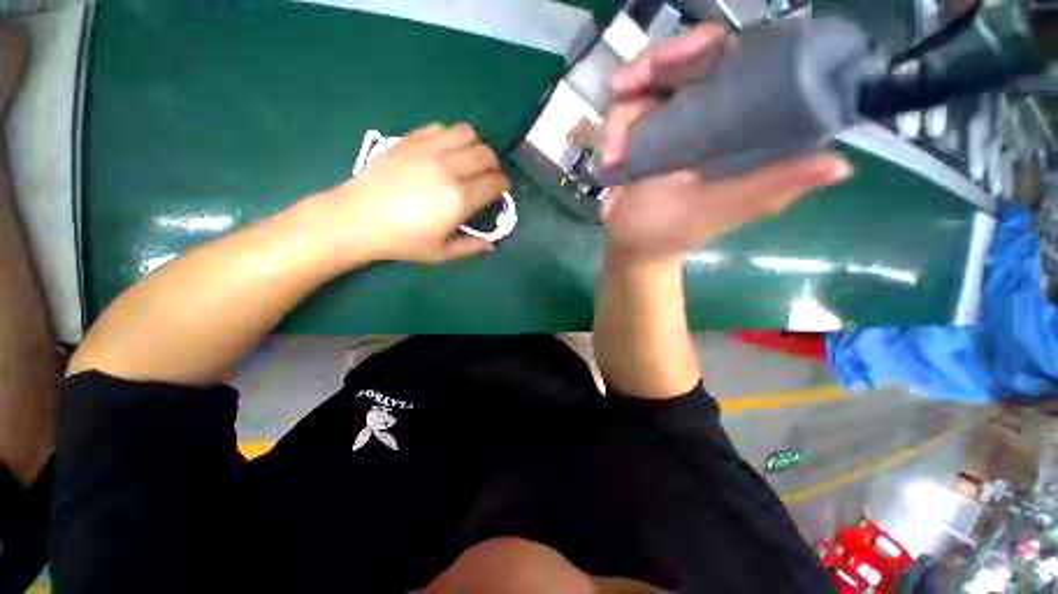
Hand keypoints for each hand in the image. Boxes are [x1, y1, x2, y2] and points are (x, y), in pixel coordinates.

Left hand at [307, 123, 509, 268]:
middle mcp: (450, 169)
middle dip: (493, 166)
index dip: (503, 186)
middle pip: (487, 155)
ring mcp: (430, 150)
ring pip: (468, 134)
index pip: (495, 182)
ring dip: (475, 147)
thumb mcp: (441, 253)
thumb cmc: (403, 240)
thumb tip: (491, 245)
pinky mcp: (412, 140)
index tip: (500, 192)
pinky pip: (442, 127)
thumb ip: (470, 247)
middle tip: (486, 178)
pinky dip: (451, 137)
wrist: (358, 218)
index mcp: (460, 199)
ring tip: (468, 161)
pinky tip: (445, 152)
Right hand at [600, 25, 851, 259]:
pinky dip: (610, 134)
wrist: (630, 247)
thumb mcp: (720, 208)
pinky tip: (607, 162)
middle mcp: (706, 116)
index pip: (733, 62)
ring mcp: (668, 124)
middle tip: (620, 86)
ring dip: (620, 119)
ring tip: (611, 157)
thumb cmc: (671, 231)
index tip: (676, 56)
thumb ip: (770, 185)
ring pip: (643, 87)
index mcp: (737, 127)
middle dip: (648, 68)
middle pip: (682, 62)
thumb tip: (840, 164)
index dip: (705, 47)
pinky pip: (622, 114)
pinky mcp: (639, 137)